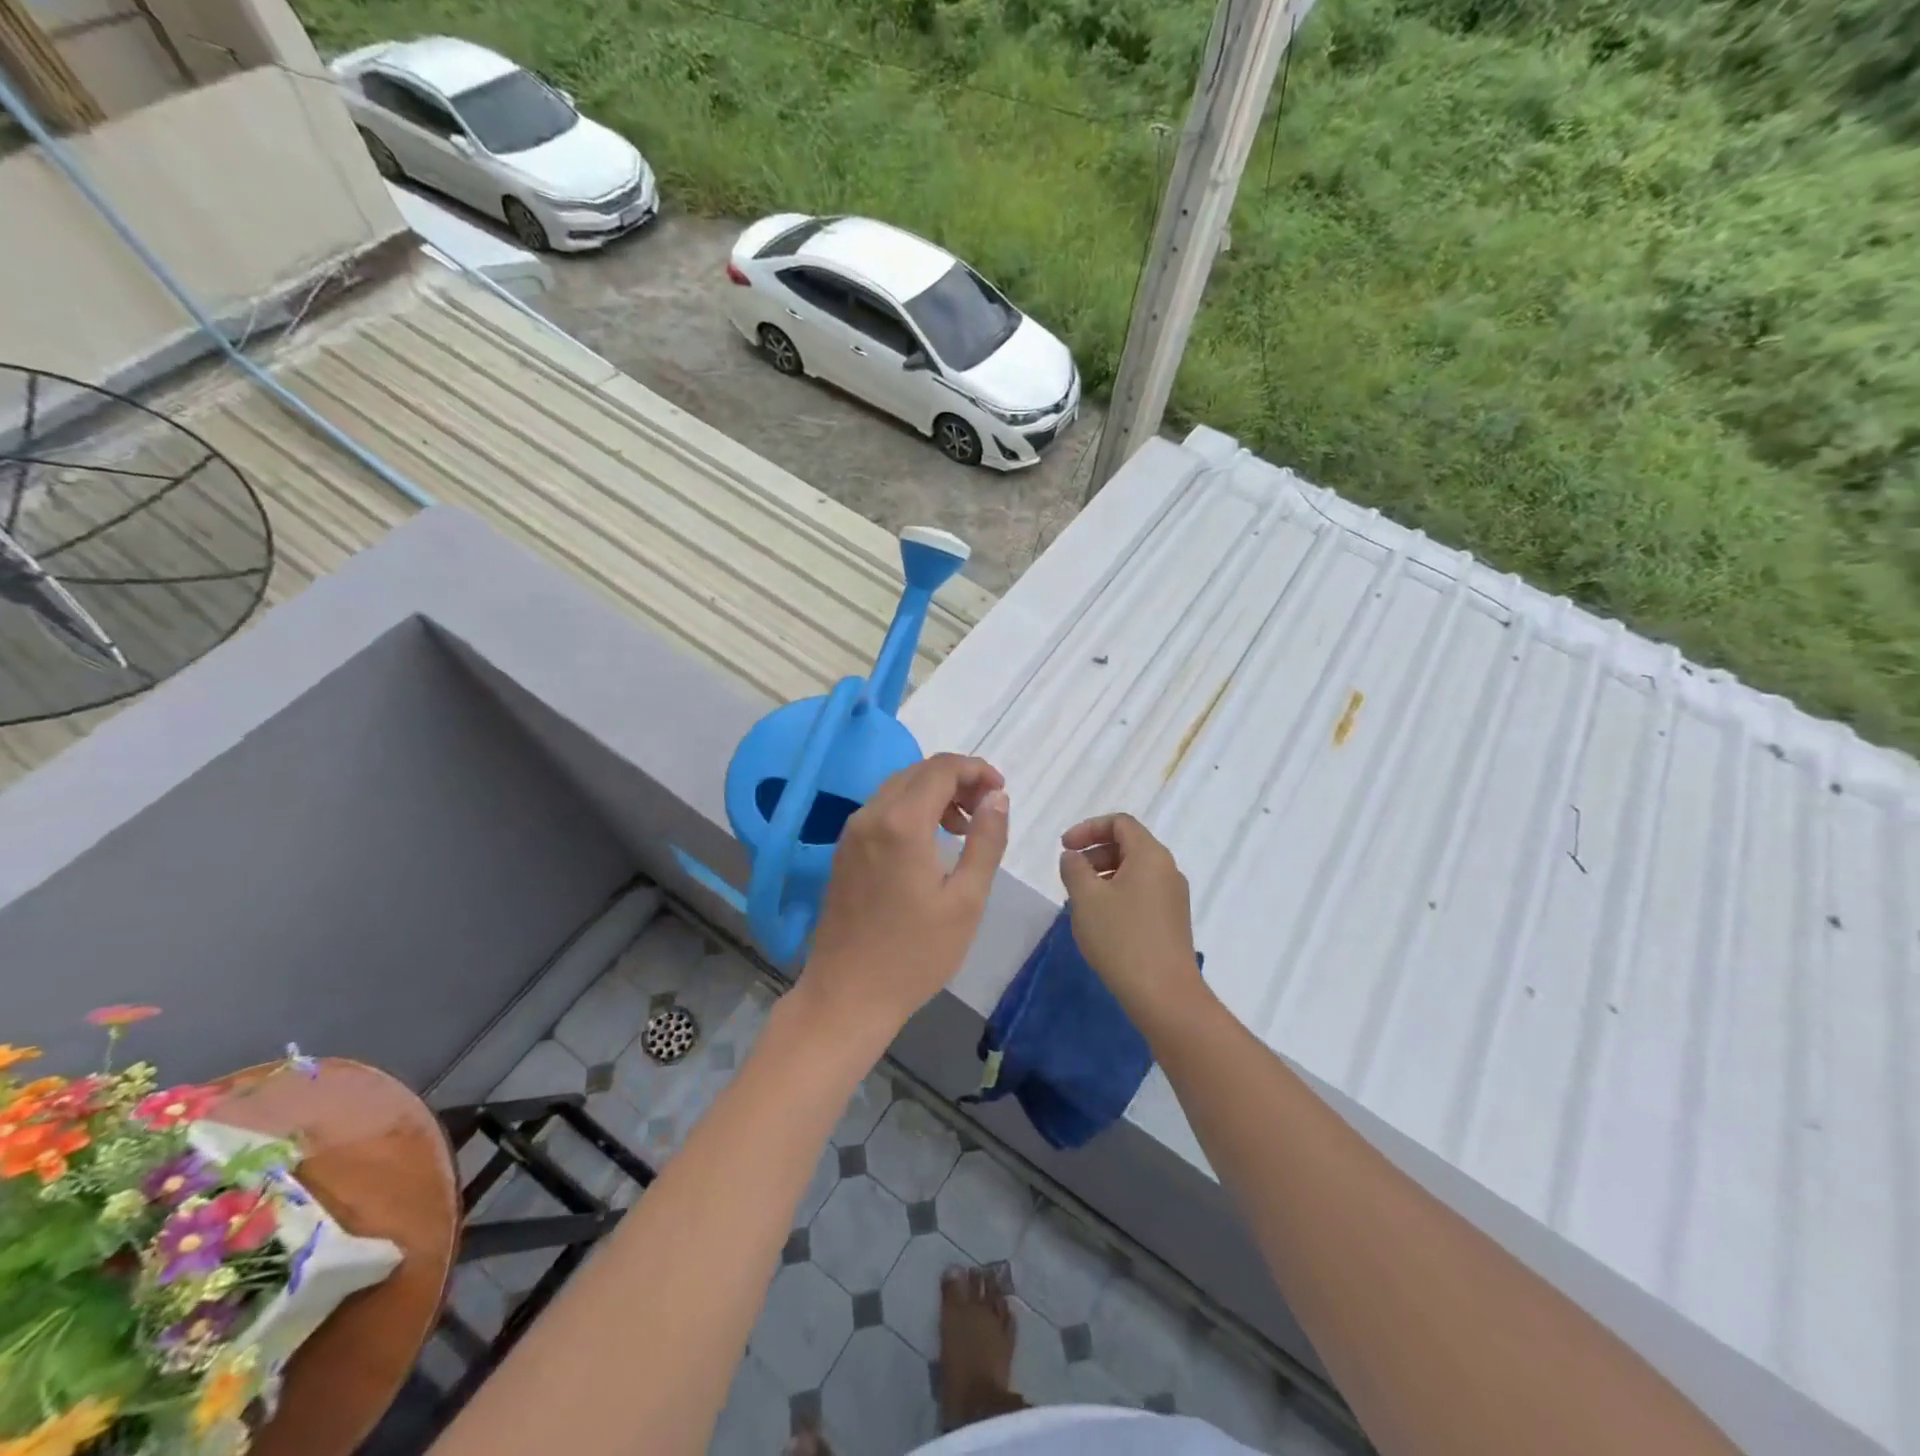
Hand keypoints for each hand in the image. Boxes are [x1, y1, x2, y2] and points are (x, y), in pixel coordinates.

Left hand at [803, 754, 1009, 1037]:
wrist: (847, 996)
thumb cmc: (915, 954)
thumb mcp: (966, 900)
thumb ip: (985, 840)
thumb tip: (997, 797)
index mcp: (901, 823)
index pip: (941, 768)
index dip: (976, 769)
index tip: (1002, 791)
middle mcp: (870, 816)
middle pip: (918, 772)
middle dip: (957, 779)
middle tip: (987, 808)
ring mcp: (851, 833)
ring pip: (898, 788)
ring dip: (934, 793)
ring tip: (964, 827)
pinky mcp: (844, 851)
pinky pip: (881, 810)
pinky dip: (911, 809)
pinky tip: (931, 842)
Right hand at [1059, 814, 1202, 1022]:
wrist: (1164, 994)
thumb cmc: (1122, 938)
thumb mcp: (1086, 898)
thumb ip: (1074, 868)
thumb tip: (1074, 857)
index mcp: (1150, 855)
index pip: (1120, 823)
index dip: (1088, 828)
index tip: (1065, 848)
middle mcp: (1167, 870)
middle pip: (1128, 844)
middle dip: (1094, 852)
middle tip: (1070, 873)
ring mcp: (1173, 897)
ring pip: (1134, 871)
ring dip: (1104, 874)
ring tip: (1080, 899)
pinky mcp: (1172, 921)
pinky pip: (1141, 892)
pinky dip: (1117, 893)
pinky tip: (1100, 920)